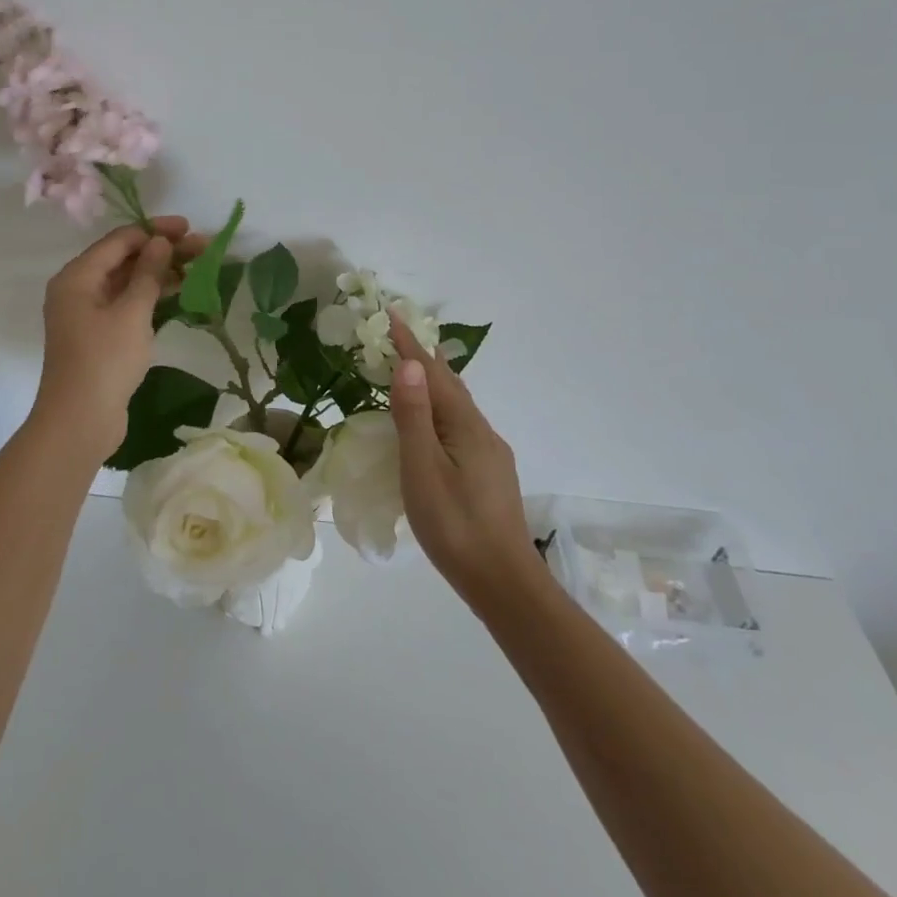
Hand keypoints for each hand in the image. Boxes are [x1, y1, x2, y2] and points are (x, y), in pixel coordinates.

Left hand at [33, 218, 205, 454]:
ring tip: (198, 269)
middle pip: (123, 259)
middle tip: (202, 248)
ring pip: (127, 282)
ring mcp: (88, 314)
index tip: (188, 228)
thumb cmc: (104, 361)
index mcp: (77, 277)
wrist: (80, 421)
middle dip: (162, 251)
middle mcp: (78, 289)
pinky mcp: (99, 336)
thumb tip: (160, 242)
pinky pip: (127, 304)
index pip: (119, 241)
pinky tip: (179, 293)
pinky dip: (150, 297)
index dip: (154, 231)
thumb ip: (148, 273)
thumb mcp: (131, 313)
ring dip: (160, 273)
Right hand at [387, 311, 532, 606]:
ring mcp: (490, 454)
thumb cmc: (455, 525)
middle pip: (450, 385)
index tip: (391, 313)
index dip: (410, 344)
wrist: (504, 583)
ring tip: (412, 374)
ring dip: (433, 384)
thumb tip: (409, 364)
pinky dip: (441, 410)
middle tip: (398, 337)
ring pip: (458, 407)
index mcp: (465, 425)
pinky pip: (460, 426)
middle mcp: (482, 431)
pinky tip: (434, 426)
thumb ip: (414, 417)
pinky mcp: (489, 474)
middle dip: (423, 358)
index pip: (432, 373)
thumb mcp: (423, 469)